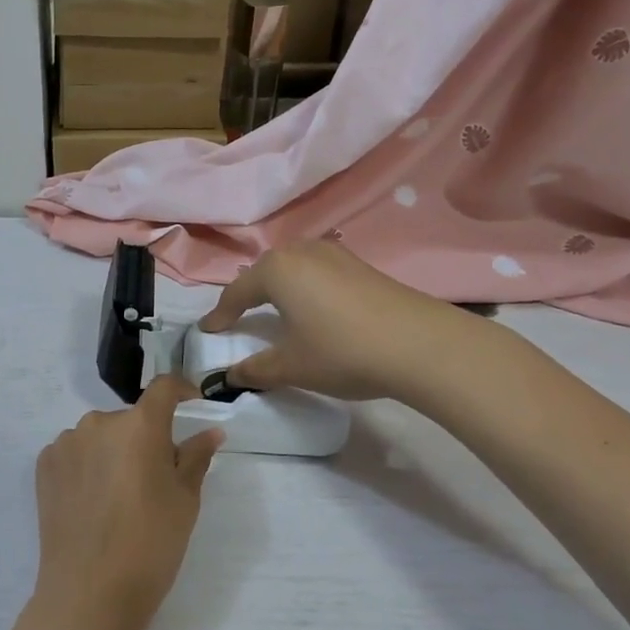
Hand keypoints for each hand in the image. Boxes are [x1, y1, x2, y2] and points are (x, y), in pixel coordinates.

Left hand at [32, 376, 223, 629]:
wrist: (89, 592)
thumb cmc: (150, 544)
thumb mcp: (185, 500)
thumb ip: (196, 457)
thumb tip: (211, 432)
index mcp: (139, 425)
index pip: (163, 388)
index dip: (181, 391)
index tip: (192, 407)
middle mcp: (99, 422)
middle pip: (130, 419)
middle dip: (145, 438)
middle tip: (155, 478)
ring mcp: (66, 442)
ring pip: (100, 436)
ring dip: (113, 452)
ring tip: (119, 497)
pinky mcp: (44, 465)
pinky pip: (75, 453)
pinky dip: (87, 466)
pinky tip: (92, 502)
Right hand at [199, 241, 490, 406]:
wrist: (422, 345)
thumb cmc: (342, 351)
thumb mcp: (291, 366)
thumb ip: (255, 370)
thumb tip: (228, 377)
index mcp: (276, 270)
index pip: (236, 292)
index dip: (220, 314)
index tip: (207, 331)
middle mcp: (302, 252)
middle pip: (264, 272)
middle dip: (249, 293)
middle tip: (238, 316)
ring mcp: (336, 254)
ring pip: (294, 268)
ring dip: (280, 287)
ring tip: (275, 308)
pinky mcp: (362, 266)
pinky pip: (319, 272)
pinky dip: (307, 288)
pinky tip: (315, 308)